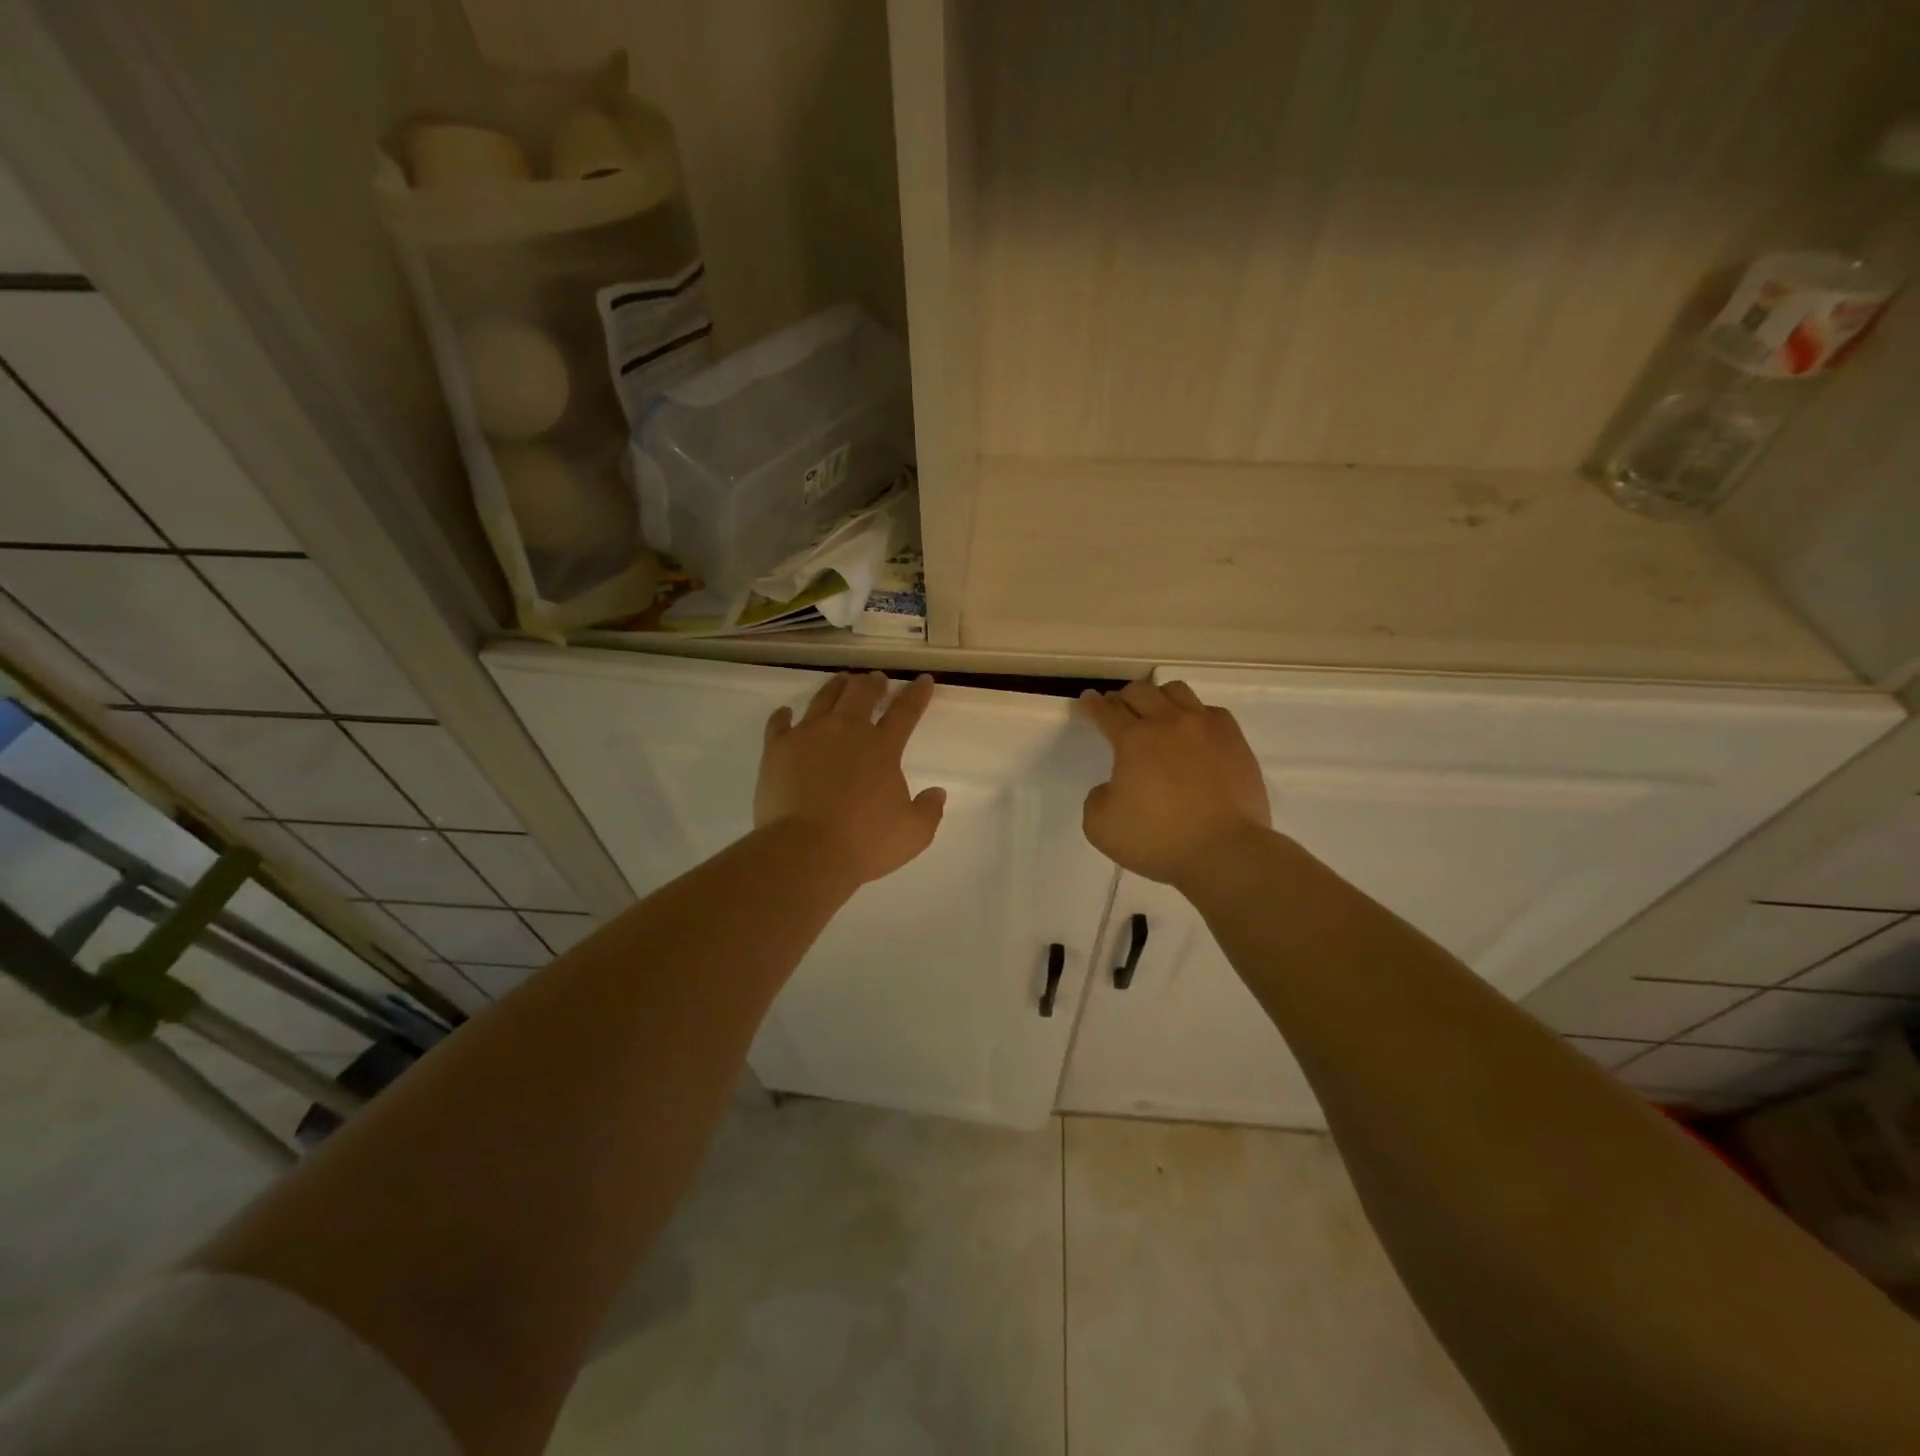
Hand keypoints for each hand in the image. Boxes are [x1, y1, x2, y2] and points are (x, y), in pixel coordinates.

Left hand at [756, 672, 946, 886]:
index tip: (923, 680)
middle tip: (877, 680)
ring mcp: (808, 735)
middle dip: (873, 683)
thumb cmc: (864, 842)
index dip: (917, 694)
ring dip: (836, 686)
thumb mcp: (913, 834)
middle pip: (861, 694)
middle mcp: (846, 731)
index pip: (905, 711)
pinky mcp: (777, 749)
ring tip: (841, 680)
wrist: (805, 851)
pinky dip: (784, 715)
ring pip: (824, 698)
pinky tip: (786, 712)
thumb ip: (929, 810)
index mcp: (882, 747)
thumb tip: (938, 793)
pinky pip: (779, 723)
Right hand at [1079, 679, 1271, 886]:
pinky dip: (1195, 715)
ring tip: (1156, 714)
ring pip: (1177, 691)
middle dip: (1123, 697)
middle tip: (1118, 710)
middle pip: (1140, 691)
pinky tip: (1193, 733)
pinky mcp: (1235, 741)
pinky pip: (1210, 712)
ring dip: (1158, 698)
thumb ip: (1097, 799)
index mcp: (1134, 740)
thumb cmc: (1159, 840)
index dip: (1092, 705)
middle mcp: (1169, 722)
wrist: (1225, 852)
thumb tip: (1112, 787)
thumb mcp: (1101, 827)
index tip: (1087, 700)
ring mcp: (1206, 728)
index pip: (1106, 711)